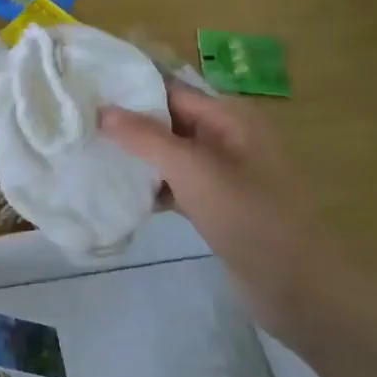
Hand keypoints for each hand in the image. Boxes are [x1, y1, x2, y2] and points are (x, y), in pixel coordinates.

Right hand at [99, 85, 348, 339]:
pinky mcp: (217, 203)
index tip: (84, 97)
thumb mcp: (193, 170)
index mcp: (229, 116)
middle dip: (128, 126)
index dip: (129, 92)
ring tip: (91, 158)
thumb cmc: (248, 217)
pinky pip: (177, 183)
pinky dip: (153, 186)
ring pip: (170, 154)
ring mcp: (223, 172)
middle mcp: (227, 136)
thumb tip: (102, 109)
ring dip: (137, 158)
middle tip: (79, 129)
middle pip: (168, 120)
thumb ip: (145, 138)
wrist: (297, 287)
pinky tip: (120, 194)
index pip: (169, 90)